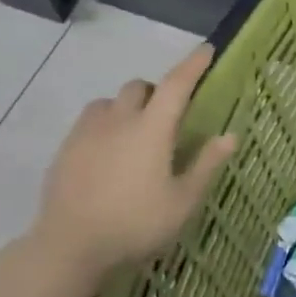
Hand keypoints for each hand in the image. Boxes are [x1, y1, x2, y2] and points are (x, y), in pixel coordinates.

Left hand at [28, 44, 236, 280]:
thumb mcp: (183, 201)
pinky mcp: (65, 149)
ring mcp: (87, 133)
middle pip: (139, 87)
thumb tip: (230, 135)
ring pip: (109, 102)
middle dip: (156, 90)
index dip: (193, 65)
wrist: (69, 247)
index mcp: (152, 129)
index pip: (176, 85)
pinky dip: (105, 124)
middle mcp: (119, 121)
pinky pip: (89, 122)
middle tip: (169, 115)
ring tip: (135, 132)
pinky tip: (109, 153)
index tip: (207, 49)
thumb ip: (207, 165)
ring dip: (127, 106)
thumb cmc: (136, 224)